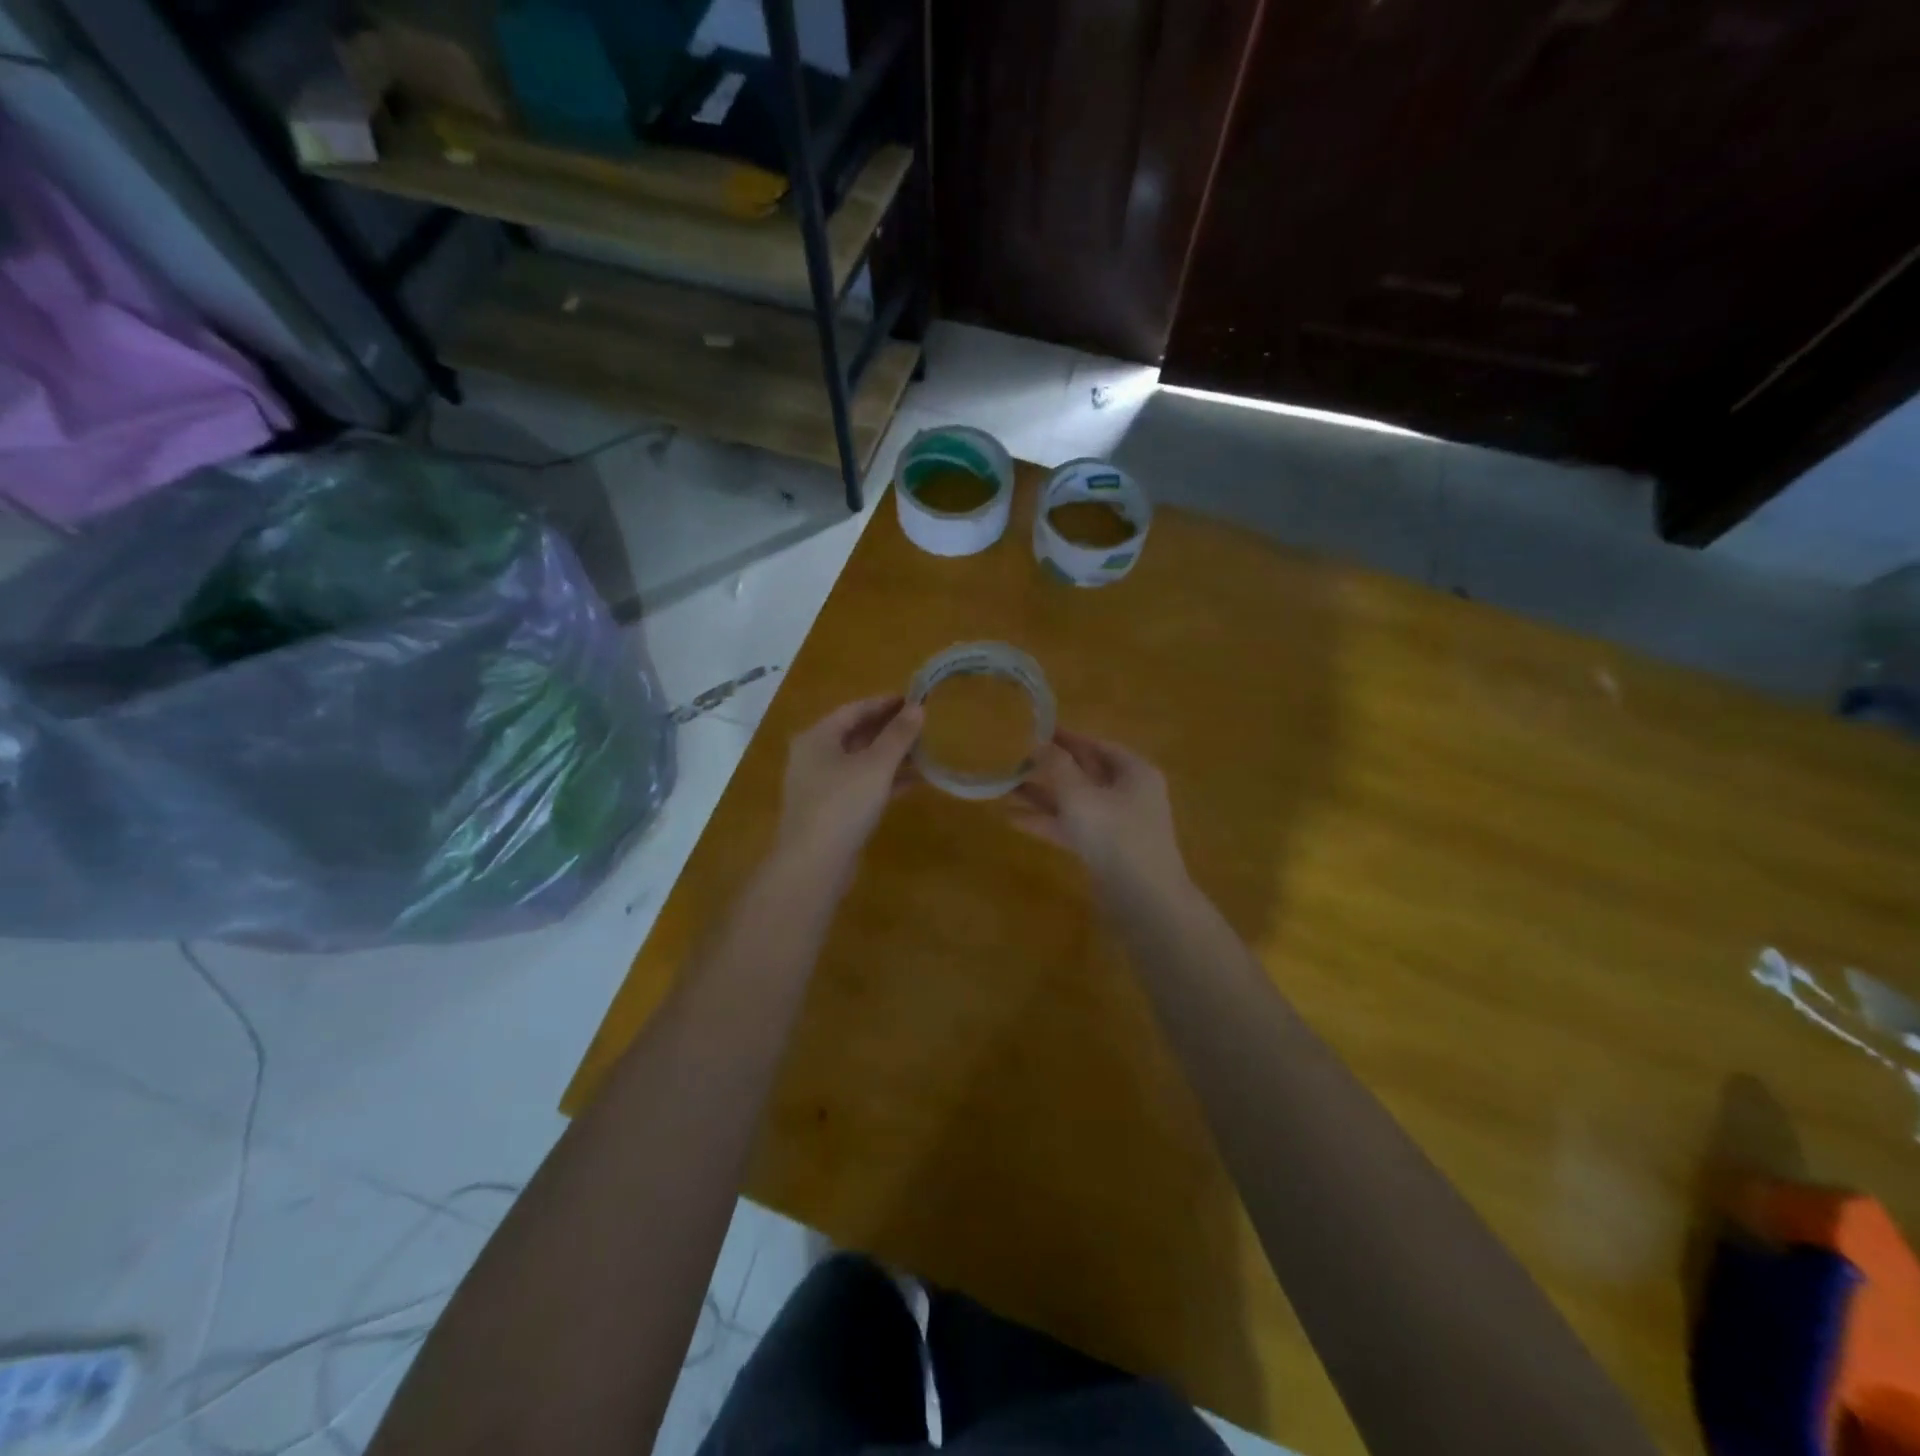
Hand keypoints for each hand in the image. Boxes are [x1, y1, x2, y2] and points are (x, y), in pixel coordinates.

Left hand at [775, 696, 923, 871]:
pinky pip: (862, 786)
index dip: (886, 703)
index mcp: (818, 738)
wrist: (813, 865)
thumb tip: (918, 707)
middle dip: (890, 730)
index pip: (855, 709)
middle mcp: (814, 757)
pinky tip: (914, 782)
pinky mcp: (831, 812)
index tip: (916, 699)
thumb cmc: (842, 804)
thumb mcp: (876, 765)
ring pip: (861, 762)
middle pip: (856, 734)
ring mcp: (821, 786)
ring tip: (925, 751)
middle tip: (924, 724)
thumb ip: (898, 735)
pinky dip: (885, 781)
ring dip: (891, 756)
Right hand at [1010, 729, 1188, 893]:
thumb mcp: (1080, 795)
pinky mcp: (1104, 851)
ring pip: (1075, 802)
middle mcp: (1128, 794)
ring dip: (1042, 795)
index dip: (1067, 737)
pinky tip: (1012, 818)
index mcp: (1134, 772)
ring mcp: (1117, 824)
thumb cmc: (1115, 836)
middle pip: (1085, 773)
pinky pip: (1072, 827)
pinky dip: (1046, 822)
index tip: (1037, 729)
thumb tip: (1040, 744)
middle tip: (1016, 757)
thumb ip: (1058, 767)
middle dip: (1050, 767)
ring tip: (1005, 786)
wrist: (1144, 900)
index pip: (1097, 745)